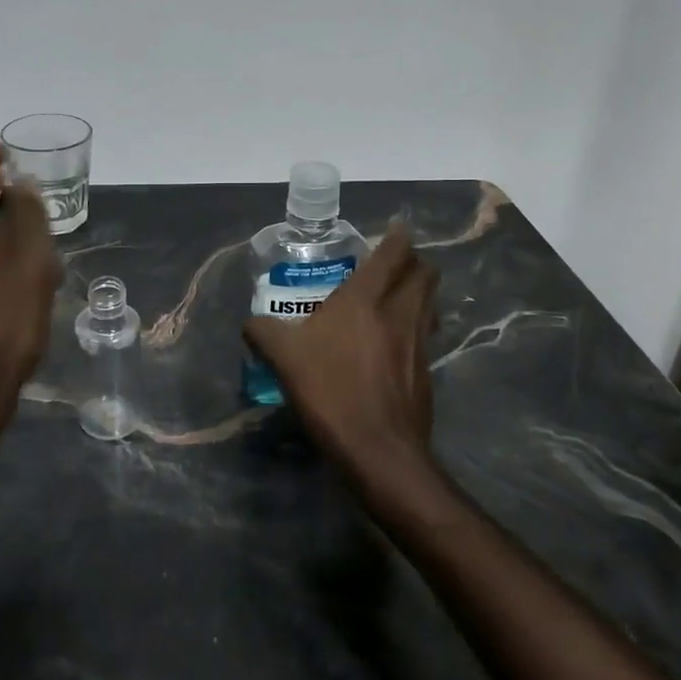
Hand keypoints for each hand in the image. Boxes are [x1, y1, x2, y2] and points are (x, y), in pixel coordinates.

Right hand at [242, 226, 440, 477]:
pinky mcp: (426, 371)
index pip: (393, 254)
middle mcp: (399, 312)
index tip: (395, 228)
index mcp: (366, 299)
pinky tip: (398, 339)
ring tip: (400, 295)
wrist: (378, 450)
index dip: (397, 236)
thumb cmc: (331, 392)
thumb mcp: (283, 358)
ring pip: (430, 301)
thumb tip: (250, 323)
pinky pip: (427, 332)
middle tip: (395, 262)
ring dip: (420, 290)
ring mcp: (418, 342)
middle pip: (424, 273)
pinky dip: (419, 323)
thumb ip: (263, 332)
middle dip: (415, 261)